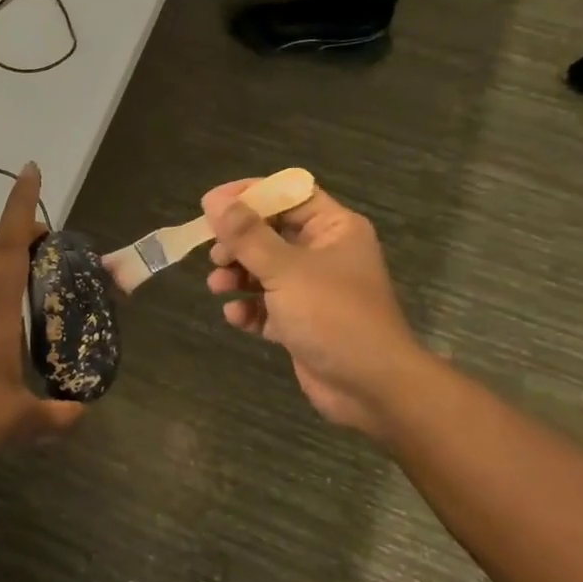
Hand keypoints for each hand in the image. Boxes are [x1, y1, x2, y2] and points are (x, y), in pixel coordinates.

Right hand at [202, 180, 431, 437]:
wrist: (370, 387)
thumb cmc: (333, 316)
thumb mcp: (286, 270)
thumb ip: (248, 235)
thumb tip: (215, 202)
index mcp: (333, 229)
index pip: (288, 194)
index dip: (249, 195)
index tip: (211, 205)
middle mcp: (324, 253)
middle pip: (271, 233)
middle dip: (238, 243)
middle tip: (215, 255)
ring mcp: (313, 289)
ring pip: (265, 270)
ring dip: (237, 276)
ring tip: (218, 286)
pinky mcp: (302, 322)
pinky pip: (267, 305)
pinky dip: (250, 308)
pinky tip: (237, 317)